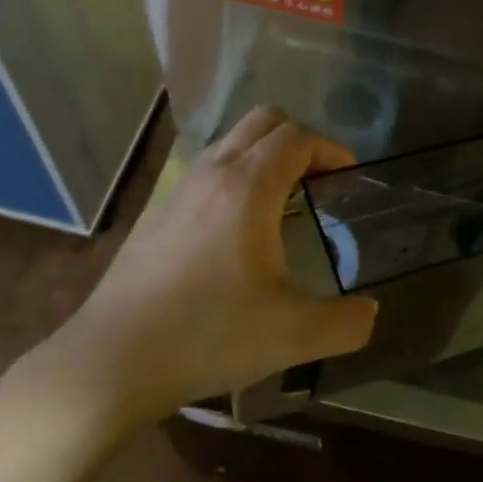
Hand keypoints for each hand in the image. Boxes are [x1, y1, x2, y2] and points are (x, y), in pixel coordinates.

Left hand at [35, 107, 378, 429]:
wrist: (113, 360)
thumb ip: (345, 324)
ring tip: (284, 203)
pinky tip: (239, 231)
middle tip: (320, 183)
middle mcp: (212, 174)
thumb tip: (369, 313)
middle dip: (300, 141)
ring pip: (230, 142)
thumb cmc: (208, 336)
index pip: (297, 137)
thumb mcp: (292, 336)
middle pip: (263, 121)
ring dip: (264, 156)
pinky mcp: (158, 212)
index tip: (349, 178)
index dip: (331, 149)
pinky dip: (235, 176)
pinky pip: (207, 169)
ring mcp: (179, 190)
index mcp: (248, 188)